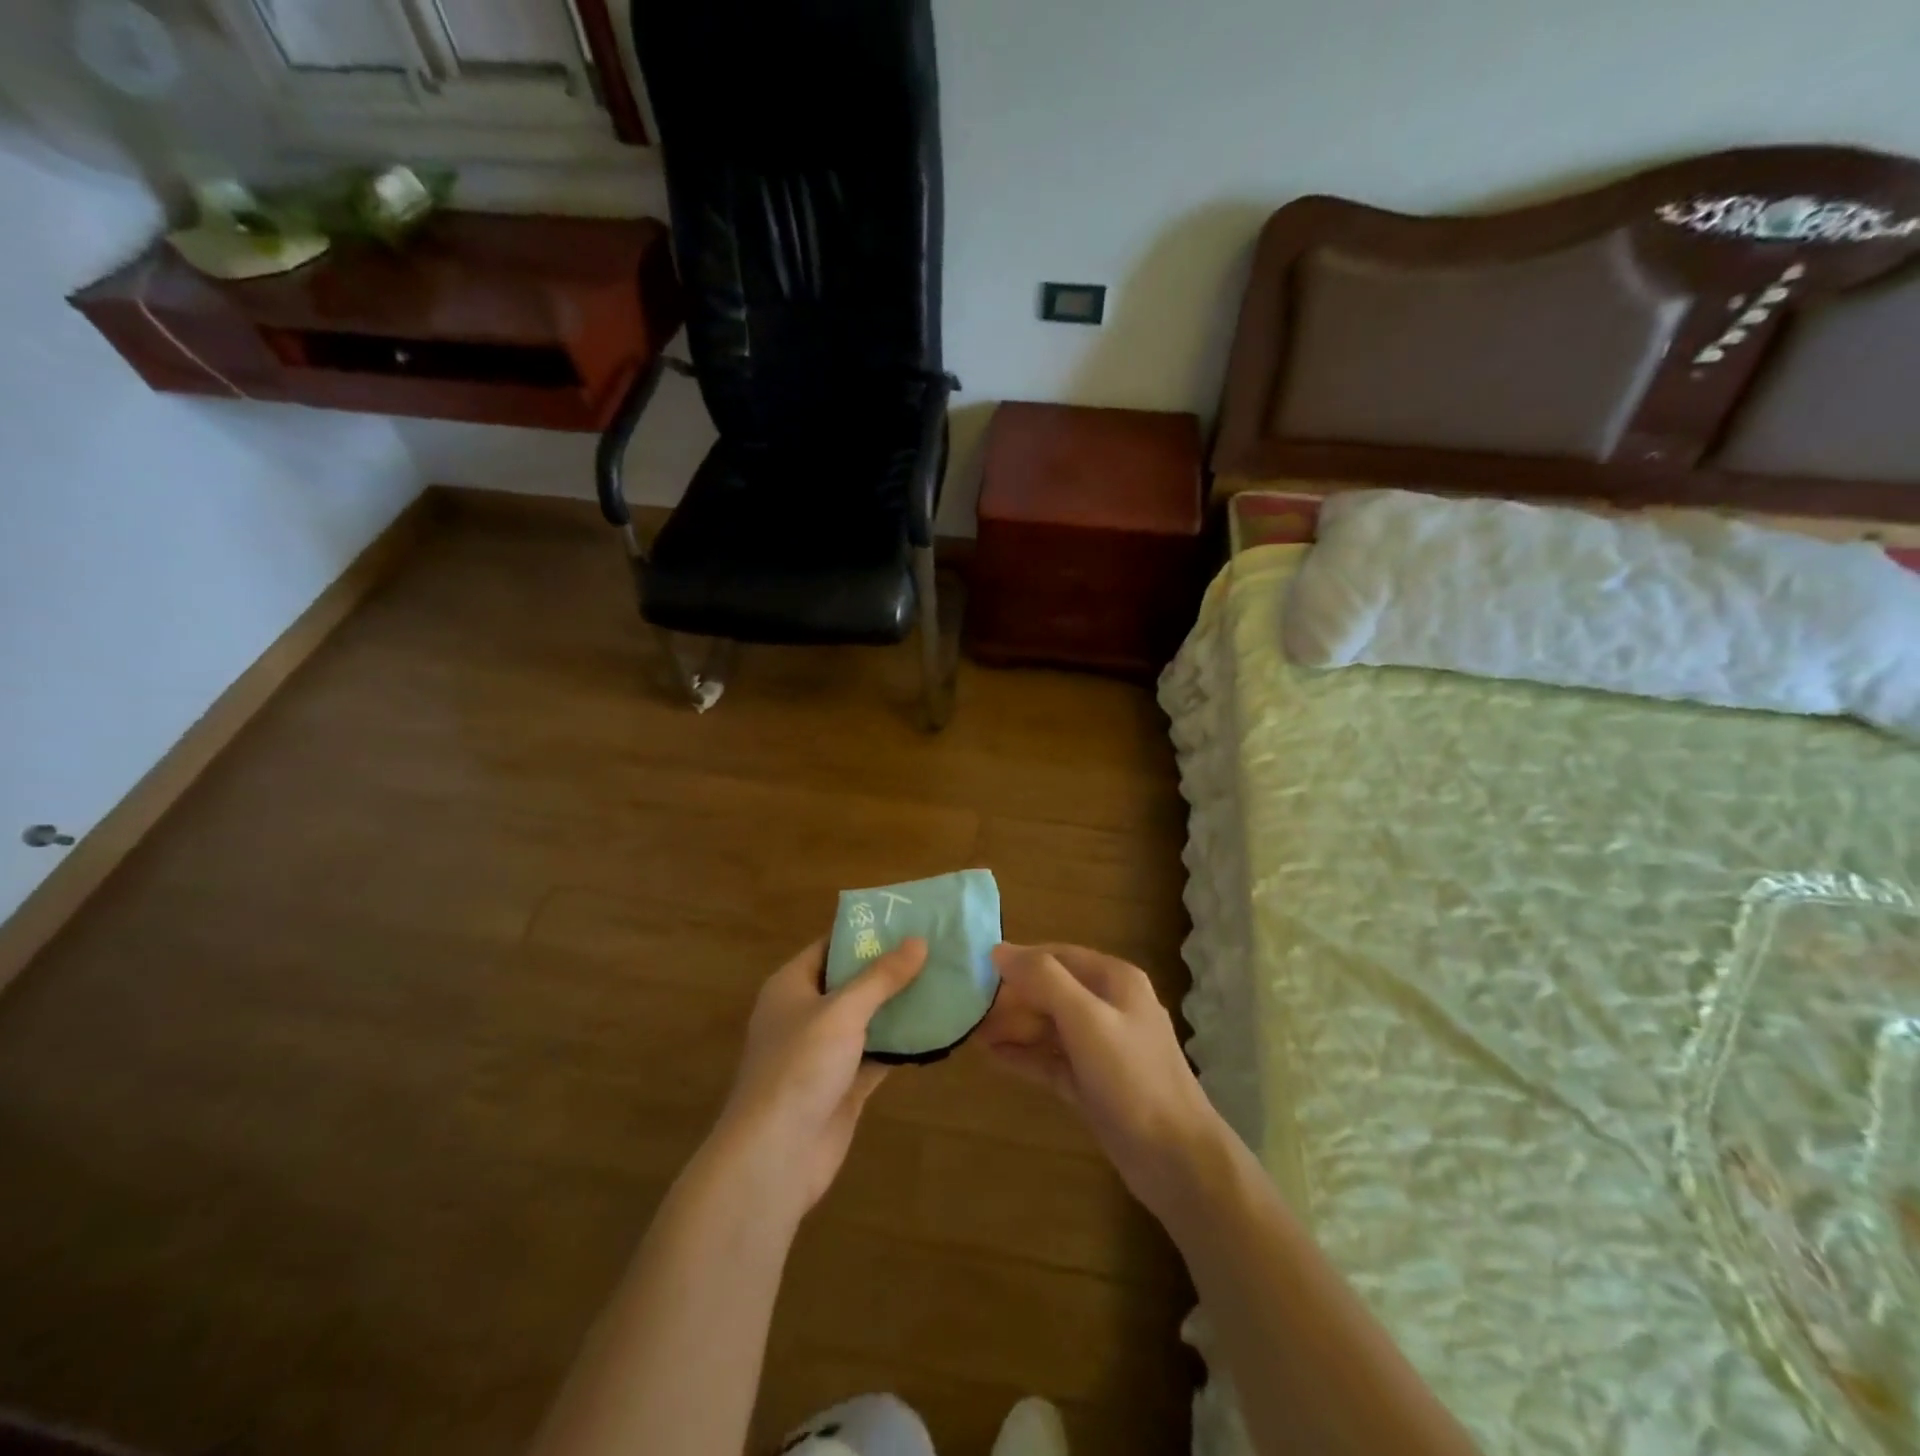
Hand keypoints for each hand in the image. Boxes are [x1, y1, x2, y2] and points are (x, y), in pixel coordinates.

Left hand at [708, 937, 925, 1220]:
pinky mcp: (842, 1085)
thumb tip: (918, 940)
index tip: (907, 920)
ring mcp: (823, 1053)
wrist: (775, 1156)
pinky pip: (876, 1054)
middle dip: (889, 969)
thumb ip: (881, 977)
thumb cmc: (800, 1067)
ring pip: (867, 1019)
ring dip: (899, 1006)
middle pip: (851, 982)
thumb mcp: (842, 1011)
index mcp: (791, 986)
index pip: (830, 946)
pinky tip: (936, 1030)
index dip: (865, 933)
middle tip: (935, 949)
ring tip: (944, 981)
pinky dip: (901, 1044)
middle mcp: (805, 1014)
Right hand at [979, 943, 1224, 1217]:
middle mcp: (1109, 1006)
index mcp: (1114, 980)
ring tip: (971, 1034)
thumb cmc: (1132, 1078)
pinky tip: (993, 1057)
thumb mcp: (1086, 1020)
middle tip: (968, 1011)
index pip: (1056, 956)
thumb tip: (999, 950)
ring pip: (1049, 1026)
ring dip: (1014, 1028)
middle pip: (1051, 991)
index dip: (1018, 962)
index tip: (976, 972)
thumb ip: (1044, 980)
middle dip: (1012, 999)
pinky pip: (1052, 1059)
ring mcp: (1102, 1047)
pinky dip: (1025, 1056)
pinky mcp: (1093, 1082)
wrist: (1176, 1160)